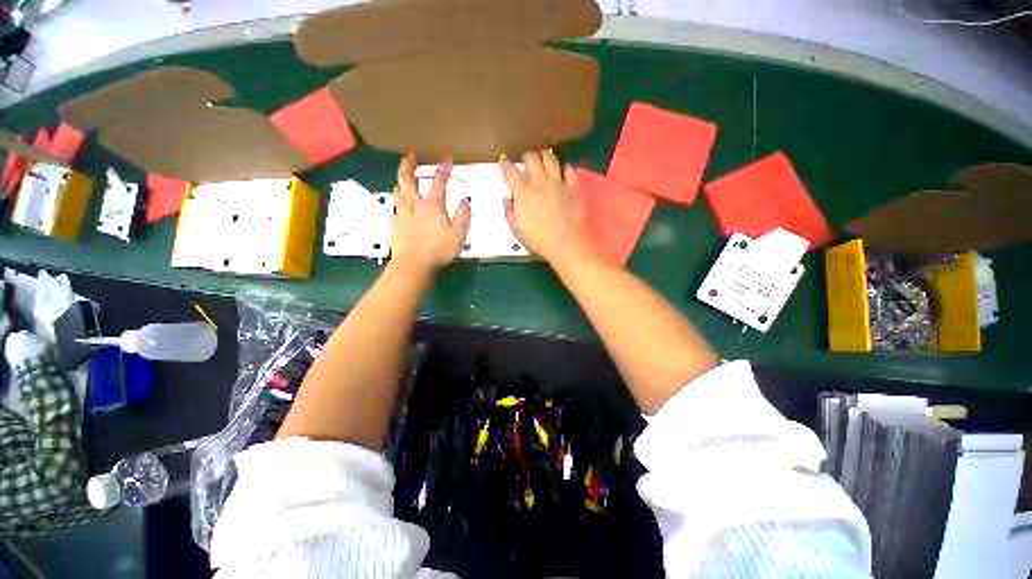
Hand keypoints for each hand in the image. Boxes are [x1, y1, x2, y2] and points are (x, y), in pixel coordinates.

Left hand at [390, 155, 470, 274]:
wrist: (413, 264)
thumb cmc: (438, 250)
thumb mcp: (458, 235)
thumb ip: (463, 217)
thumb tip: (465, 201)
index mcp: (432, 206)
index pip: (438, 182)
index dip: (444, 169)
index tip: (448, 160)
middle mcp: (415, 205)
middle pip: (407, 179)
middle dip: (409, 165)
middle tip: (410, 156)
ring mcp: (402, 213)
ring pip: (398, 190)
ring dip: (401, 180)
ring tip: (404, 178)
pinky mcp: (395, 223)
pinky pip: (395, 204)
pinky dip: (398, 197)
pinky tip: (400, 201)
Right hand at [501, 150, 590, 265]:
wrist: (565, 244)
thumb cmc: (538, 240)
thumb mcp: (517, 229)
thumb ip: (510, 212)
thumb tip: (507, 200)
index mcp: (523, 193)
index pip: (510, 171)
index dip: (505, 164)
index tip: (504, 162)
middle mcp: (540, 183)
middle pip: (531, 157)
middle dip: (526, 157)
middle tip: (525, 163)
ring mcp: (558, 183)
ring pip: (550, 158)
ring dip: (544, 156)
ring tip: (543, 162)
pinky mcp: (573, 188)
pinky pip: (569, 169)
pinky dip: (564, 168)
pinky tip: (562, 173)